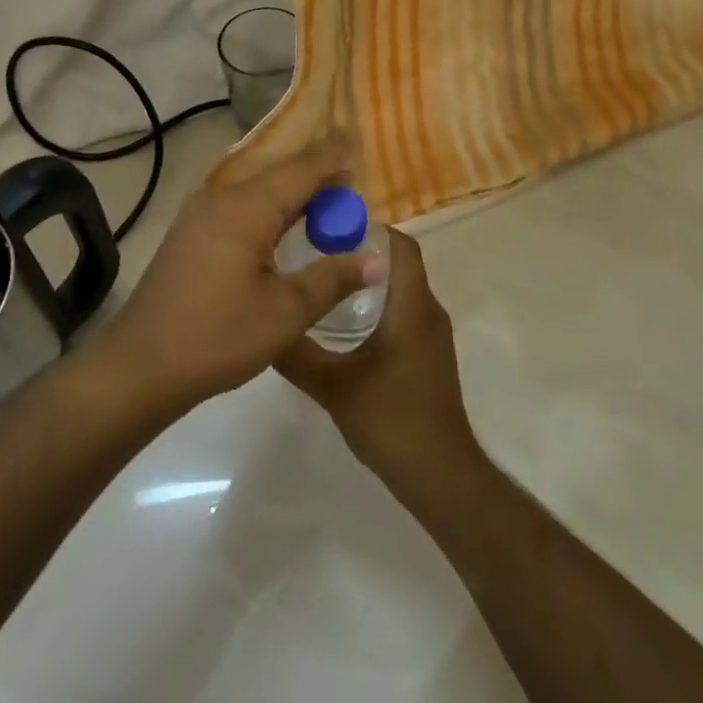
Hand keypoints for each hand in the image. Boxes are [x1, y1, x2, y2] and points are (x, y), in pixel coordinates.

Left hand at [95, 136, 386, 409]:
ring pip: (258, 192)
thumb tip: (378, 260)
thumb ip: (333, 279)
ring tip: (329, 207)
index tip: (361, 143)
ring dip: (293, 198)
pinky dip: (270, 212)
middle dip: (317, 179)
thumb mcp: (285, 312)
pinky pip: (240, 208)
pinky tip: (285, 231)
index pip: (300, 169)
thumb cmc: (218, 336)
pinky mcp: (190, 234)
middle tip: (354, 188)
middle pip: (278, 176)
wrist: (140, 365)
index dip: (334, 157)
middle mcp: (220, 198)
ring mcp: (199, 214)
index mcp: (245, 207)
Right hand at [277, 229, 481, 490]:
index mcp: (412, 307)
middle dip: (360, 252)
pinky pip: (403, 311)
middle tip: (315, 251)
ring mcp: (431, 334)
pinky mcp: (428, 354)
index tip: (330, 226)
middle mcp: (428, 311)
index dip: (370, 228)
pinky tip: (343, 322)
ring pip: (400, 289)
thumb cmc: (391, 420)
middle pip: (398, 263)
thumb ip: (296, 354)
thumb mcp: (333, 386)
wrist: (440, 476)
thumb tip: (263, 322)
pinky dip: (377, 304)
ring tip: (323, 280)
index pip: (401, 246)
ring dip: (367, 280)